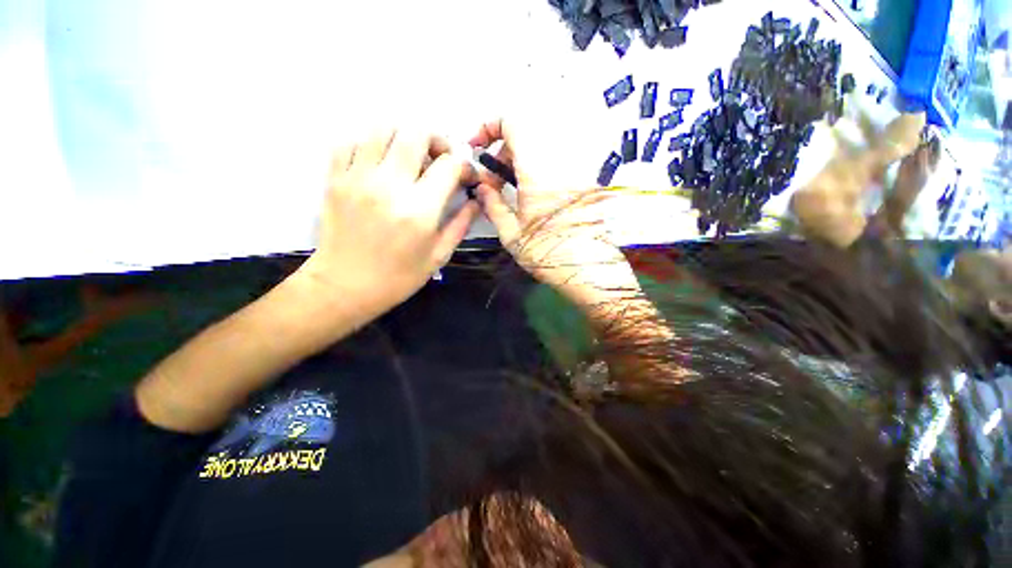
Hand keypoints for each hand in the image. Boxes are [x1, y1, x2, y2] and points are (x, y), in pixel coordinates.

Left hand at [297, 130, 478, 317]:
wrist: (345, 286)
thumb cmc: (398, 277)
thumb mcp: (438, 256)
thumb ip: (461, 224)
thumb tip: (477, 201)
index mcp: (420, 210)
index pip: (448, 165)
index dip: (463, 165)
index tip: (464, 175)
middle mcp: (389, 185)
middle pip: (415, 132)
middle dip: (436, 138)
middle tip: (439, 156)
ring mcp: (357, 178)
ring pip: (382, 127)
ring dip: (404, 136)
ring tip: (410, 156)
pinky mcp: (335, 178)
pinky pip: (353, 141)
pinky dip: (372, 143)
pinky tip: (381, 162)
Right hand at [470, 119, 635, 306]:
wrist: (589, 268)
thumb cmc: (548, 253)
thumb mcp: (511, 234)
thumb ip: (492, 205)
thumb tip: (481, 187)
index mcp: (537, 170)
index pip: (513, 122)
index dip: (490, 126)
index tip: (478, 148)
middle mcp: (559, 161)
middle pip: (525, 134)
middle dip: (502, 151)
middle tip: (493, 182)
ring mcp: (574, 168)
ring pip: (540, 147)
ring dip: (519, 160)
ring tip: (511, 189)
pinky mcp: (583, 180)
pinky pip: (555, 160)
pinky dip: (536, 168)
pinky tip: (531, 193)